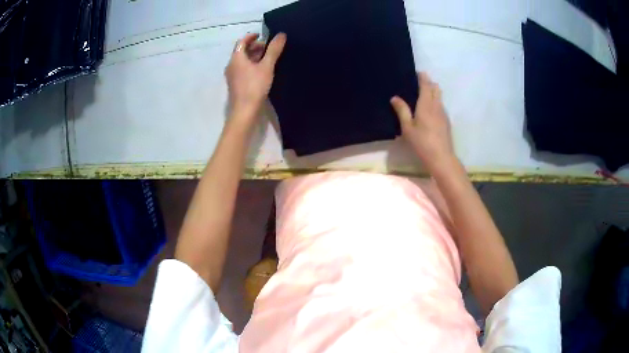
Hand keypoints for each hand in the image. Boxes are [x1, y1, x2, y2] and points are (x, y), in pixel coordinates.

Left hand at [225, 32, 286, 123]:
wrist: (244, 111)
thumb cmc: (254, 87)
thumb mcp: (266, 66)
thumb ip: (273, 50)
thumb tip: (281, 34)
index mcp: (236, 58)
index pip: (242, 41)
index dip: (252, 36)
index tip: (263, 35)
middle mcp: (231, 65)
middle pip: (241, 51)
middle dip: (254, 46)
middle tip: (268, 48)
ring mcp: (232, 76)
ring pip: (242, 61)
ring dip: (253, 56)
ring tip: (268, 58)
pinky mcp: (235, 84)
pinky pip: (242, 69)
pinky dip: (251, 65)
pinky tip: (262, 70)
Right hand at [390, 72, 456, 172]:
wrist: (441, 158)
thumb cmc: (422, 142)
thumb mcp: (408, 128)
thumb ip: (402, 111)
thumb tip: (394, 97)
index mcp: (426, 104)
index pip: (426, 85)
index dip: (422, 77)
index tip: (417, 72)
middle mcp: (437, 106)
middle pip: (435, 89)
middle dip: (429, 83)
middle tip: (419, 82)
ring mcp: (443, 114)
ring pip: (439, 97)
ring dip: (433, 92)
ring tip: (423, 95)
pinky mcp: (446, 122)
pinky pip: (441, 106)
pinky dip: (435, 102)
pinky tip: (430, 110)